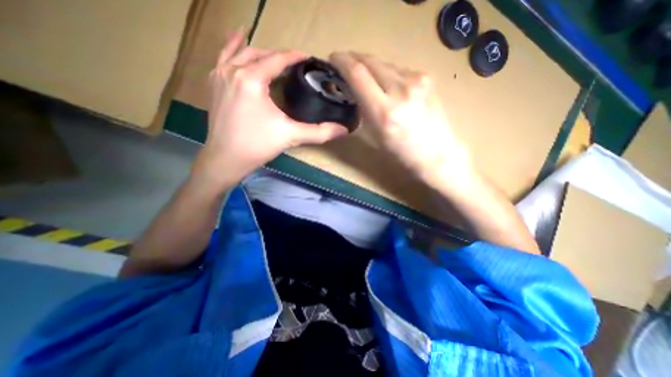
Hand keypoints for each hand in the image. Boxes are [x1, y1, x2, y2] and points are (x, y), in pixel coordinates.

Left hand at [194, 28, 348, 188]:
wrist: (225, 158)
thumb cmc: (258, 145)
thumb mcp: (291, 136)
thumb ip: (319, 132)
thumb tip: (343, 131)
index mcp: (252, 79)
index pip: (278, 59)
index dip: (294, 56)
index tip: (308, 57)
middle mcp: (233, 70)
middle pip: (260, 53)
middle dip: (279, 55)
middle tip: (295, 63)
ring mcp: (219, 75)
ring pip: (241, 52)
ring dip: (259, 50)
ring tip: (273, 53)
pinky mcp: (213, 84)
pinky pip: (223, 58)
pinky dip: (233, 48)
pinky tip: (239, 42)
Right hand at [328, 51, 468, 187]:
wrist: (435, 152)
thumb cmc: (400, 152)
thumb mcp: (373, 135)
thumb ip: (361, 110)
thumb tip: (352, 90)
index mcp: (383, 111)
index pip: (357, 74)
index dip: (341, 61)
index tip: (332, 59)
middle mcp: (400, 90)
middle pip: (370, 61)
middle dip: (354, 59)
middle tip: (345, 65)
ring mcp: (417, 80)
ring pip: (384, 63)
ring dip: (371, 67)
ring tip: (366, 78)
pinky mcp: (426, 77)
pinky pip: (398, 69)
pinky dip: (387, 73)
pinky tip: (388, 85)